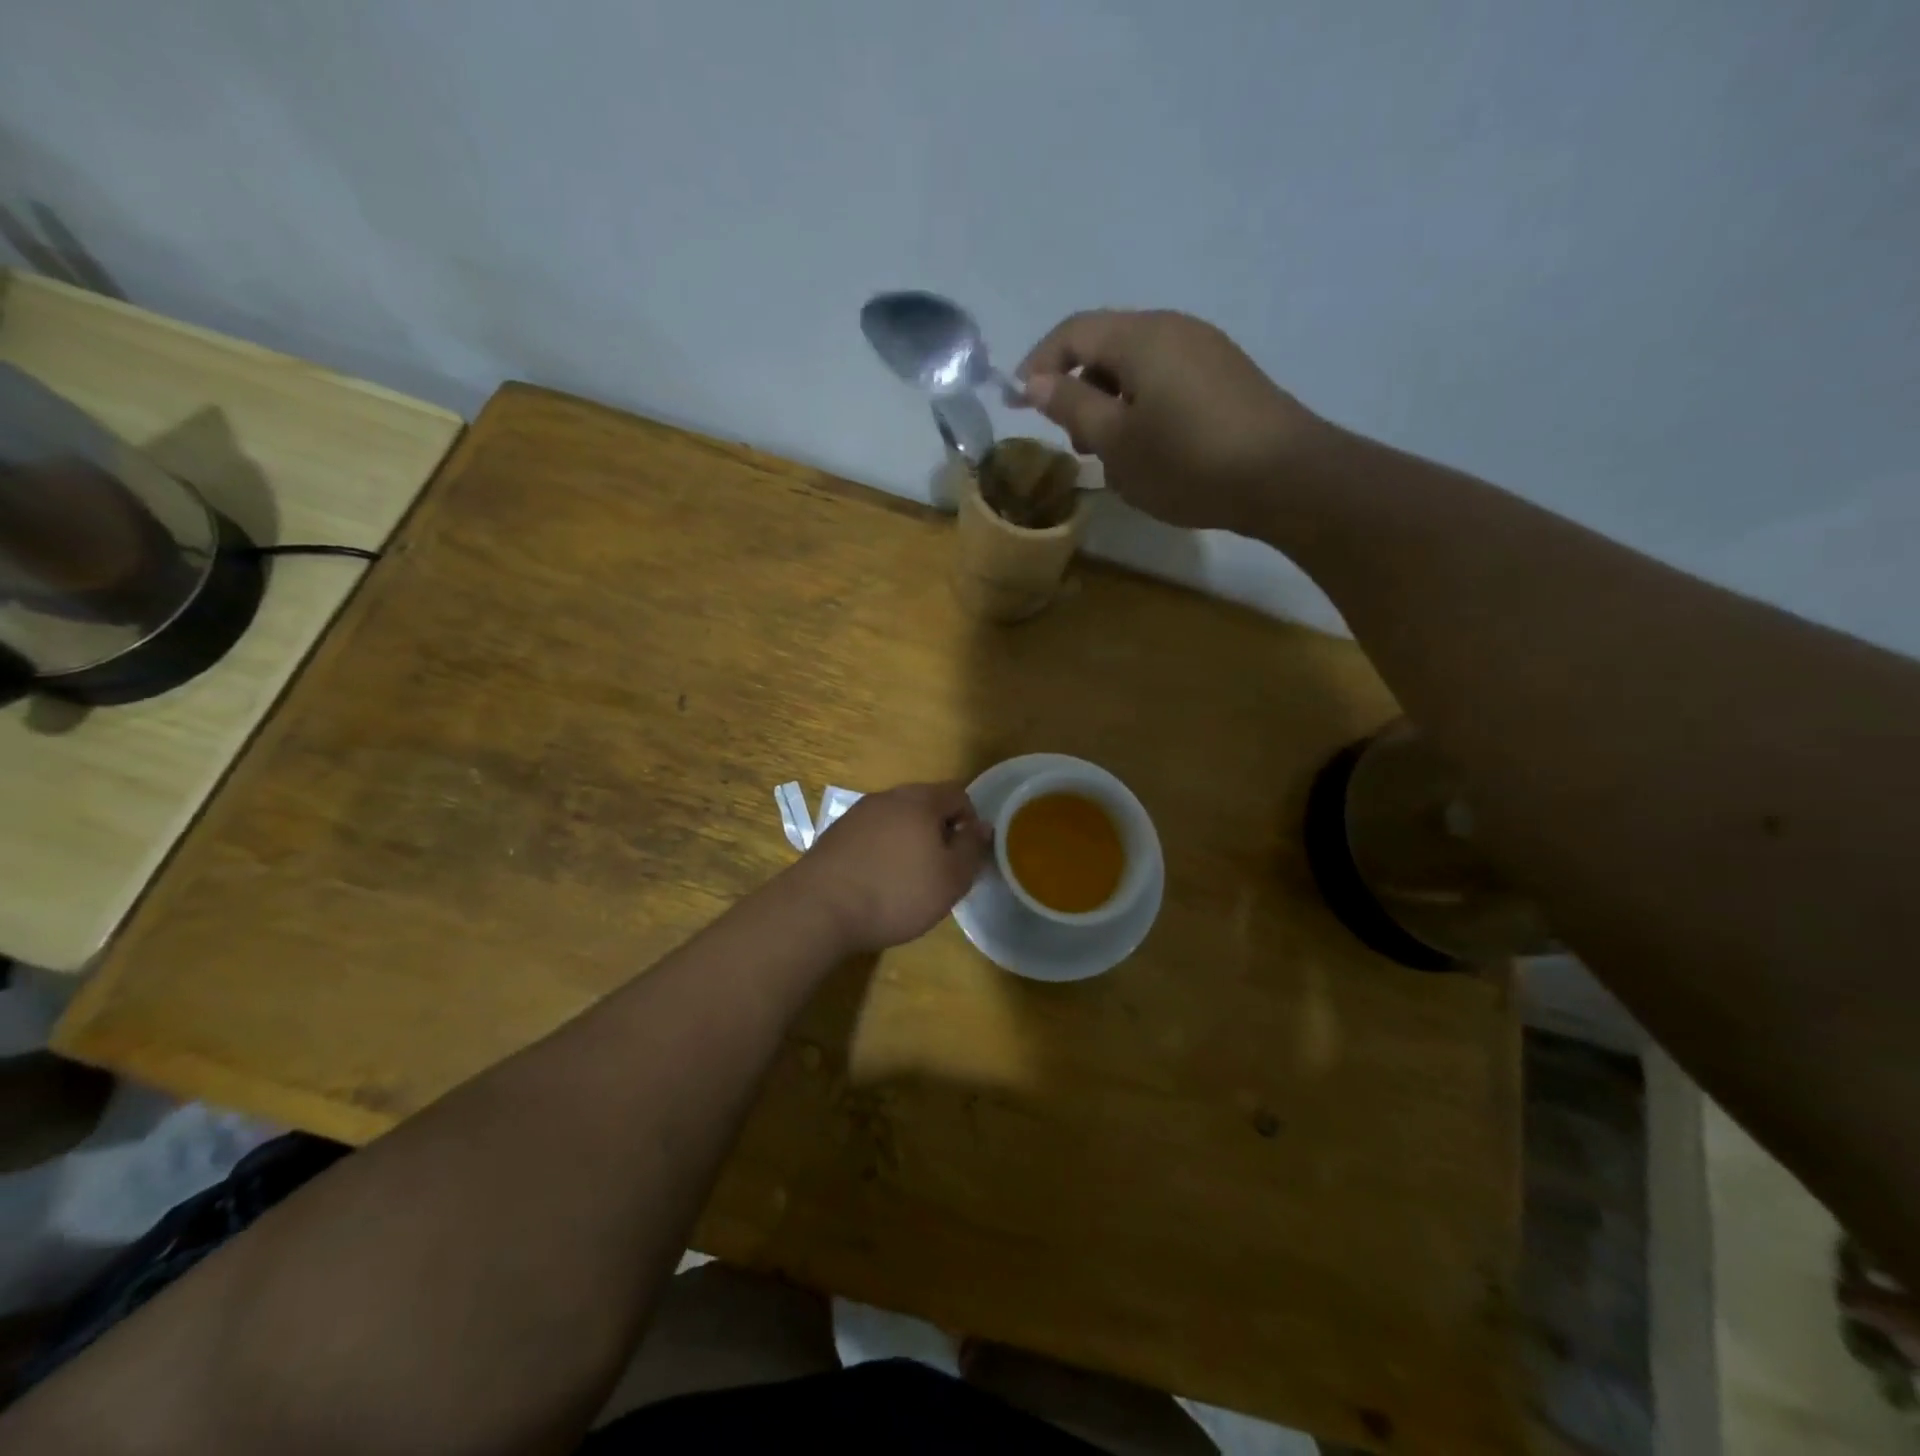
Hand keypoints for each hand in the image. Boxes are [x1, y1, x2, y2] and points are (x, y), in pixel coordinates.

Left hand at [791, 782, 991, 954]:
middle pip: (925, 803)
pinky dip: (882, 850)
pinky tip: (877, 881)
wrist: (819, 908)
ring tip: (908, 878)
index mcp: (920, 800)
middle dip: (939, 830)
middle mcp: (888, 797)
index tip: (966, 854)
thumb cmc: (895, 892)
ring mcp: (857, 813)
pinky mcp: (835, 834)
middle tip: (941, 868)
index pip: (958, 793)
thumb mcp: (950, 879)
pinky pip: (871, 834)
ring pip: (896, 818)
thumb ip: (971, 849)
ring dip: (909, 840)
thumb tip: (983, 825)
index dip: (970, 820)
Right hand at [1015, 310, 1324, 534]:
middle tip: (1076, 443)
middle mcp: (1172, 328)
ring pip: (1136, 369)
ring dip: (1111, 406)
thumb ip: (1071, 406)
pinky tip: (1152, 452)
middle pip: (1105, 347)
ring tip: (1114, 456)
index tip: (1018, 406)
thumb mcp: (1116, 441)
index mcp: (1140, 336)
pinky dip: (1143, 410)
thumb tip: (1035, 382)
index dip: (1037, 365)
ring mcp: (1205, 350)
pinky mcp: (1225, 377)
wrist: (1284, 477)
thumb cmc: (1188, 461)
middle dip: (1078, 391)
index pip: (1072, 332)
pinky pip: (1166, 382)